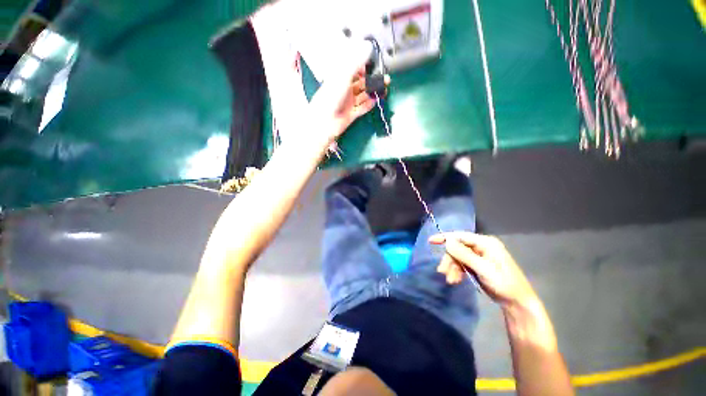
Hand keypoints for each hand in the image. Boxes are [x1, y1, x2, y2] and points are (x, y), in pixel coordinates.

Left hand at [308, 40, 388, 144]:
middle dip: (371, 80)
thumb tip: (368, 46)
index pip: (353, 69)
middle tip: (384, 78)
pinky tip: (376, 100)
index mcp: (339, 78)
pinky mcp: (352, 114)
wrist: (325, 122)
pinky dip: (369, 104)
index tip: (373, 63)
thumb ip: (355, 62)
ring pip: (363, 95)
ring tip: (384, 88)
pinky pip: (362, 108)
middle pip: (360, 83)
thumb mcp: (343, 76)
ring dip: (373, 91)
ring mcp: (348, 102)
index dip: (363, 66)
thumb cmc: (330, 97)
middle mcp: (344, 89)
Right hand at [429, 232, 537, 307]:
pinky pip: (462, 265)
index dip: (444, 238)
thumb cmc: (504, 283)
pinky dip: (457, 272)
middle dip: (449, 260)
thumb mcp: (483, 268)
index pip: (460, 236)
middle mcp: (481, 247)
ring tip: (450, 280)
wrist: (516, 303)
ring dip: (452, 268)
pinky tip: (455, 280)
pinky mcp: (477, 266)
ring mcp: (479, 257)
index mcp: (485, 243)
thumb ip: (464, 254)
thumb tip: (447, 241)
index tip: (430, 241)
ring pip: (458, 257)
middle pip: (457, 248)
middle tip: (442, 272)